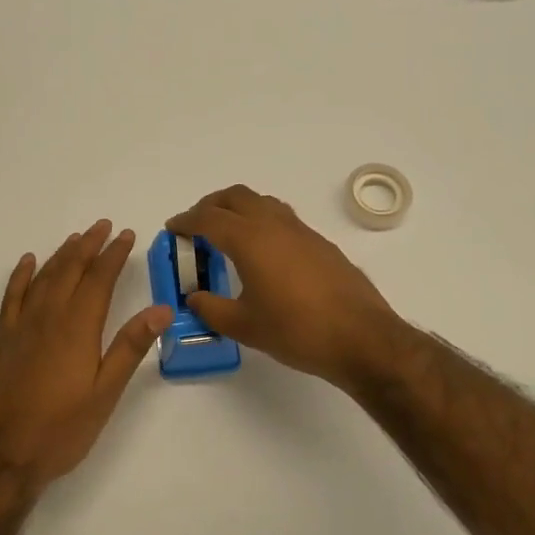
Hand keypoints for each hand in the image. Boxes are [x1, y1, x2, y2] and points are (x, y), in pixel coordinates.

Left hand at [0, 220, 172, 490]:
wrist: (3, 456)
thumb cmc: (62, 429)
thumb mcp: (106, 393)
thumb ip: (130, 347)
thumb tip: (160, 310)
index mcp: (77, 328)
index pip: (99, 279)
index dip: (114, 255)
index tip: (127, 235)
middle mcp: (48, 317)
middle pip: (70, 270)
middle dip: (89, 245)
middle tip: (104, 226)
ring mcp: (22, 327)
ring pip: (43, 278)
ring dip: (61, 255)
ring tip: (77, 238)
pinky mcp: (3, 340)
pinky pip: (12, 297)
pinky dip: (21, 276)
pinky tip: (28, 262)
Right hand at [166, 185, 405, 390]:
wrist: (361, 337)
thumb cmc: (296, 330)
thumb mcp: (244, 326)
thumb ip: (212, 309)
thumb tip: (194, 297)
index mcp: (250, 239)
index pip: (208, 218)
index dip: (186, 221)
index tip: (173, 228)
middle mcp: (274, 225)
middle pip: (236, 197)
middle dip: (211, 205)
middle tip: (197, 226)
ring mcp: (301, 231)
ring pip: (262, 203)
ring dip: (239, 209)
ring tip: (228, 235)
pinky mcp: (320, 243)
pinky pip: (282, 218)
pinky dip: (262, 222)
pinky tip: (263, 253)